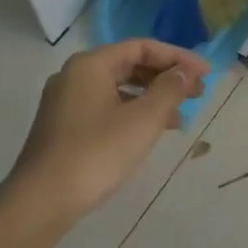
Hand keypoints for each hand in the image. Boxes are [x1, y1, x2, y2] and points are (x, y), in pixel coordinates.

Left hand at [4, 39, 210, 224]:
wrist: (42, 200)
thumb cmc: (97, 152)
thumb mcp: (143, 120)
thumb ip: (169, 90)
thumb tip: (184, 72)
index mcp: (91, 64)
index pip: (142, 47)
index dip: (177, 57)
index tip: (205, 74)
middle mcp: (75, 75)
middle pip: (128, 65)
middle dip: (165, 77)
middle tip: (197, 93)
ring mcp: (65, 102)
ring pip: (118, 88)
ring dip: (151, 97)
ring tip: (180, 117)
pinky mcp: (63, 126)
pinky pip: (105, 107)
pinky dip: (131, 113)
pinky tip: (149, 133)